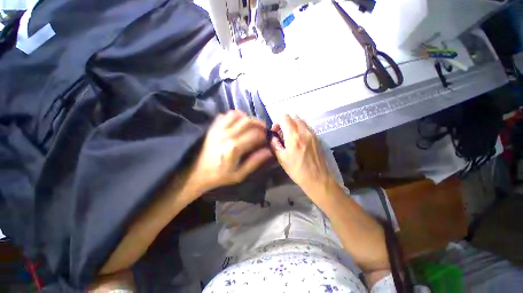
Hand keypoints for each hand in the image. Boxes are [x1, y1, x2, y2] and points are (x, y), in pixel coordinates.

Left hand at [190, 111, 272, 192]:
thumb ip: (255, 161)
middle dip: (259, 124)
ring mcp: (218, 129)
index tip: (268, 139)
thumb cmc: (220, 176)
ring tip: (252, 126)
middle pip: (248, 121)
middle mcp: (226, 134)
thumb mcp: (240, 174)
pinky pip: (225, 115)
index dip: (265, 136)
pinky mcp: (212, 127)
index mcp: (234, 147)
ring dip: (247, 118)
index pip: (255, 135)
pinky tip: (238, 124)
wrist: (197, 173)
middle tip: (264, 130)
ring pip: (237, 114)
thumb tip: (270, 151)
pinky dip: (235, 116)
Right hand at [270, 115, 336, 196]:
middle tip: (282, 134)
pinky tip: (299, 141)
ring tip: (291, 137)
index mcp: (294, 136)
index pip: (284, 117)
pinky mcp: (318, 138)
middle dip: (285, 123)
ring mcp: (313, 133)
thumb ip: (275, 145)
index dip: (277, 122)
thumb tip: (272, 137)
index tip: (275, 132)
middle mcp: (304, 131)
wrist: (318, 178)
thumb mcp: (281, 158)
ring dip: (293, 125)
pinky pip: (307, 127)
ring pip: (301, 121)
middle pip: (294, 117)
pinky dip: (301, 129)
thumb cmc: (297, 170)